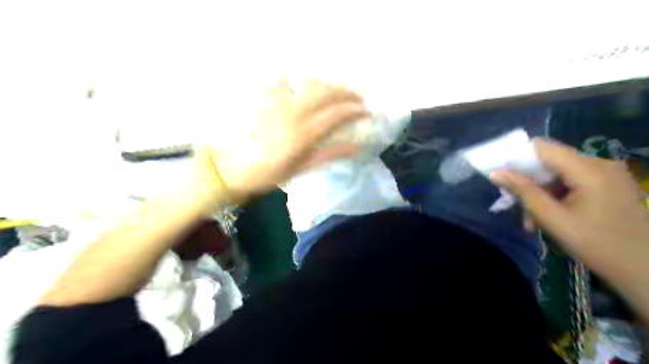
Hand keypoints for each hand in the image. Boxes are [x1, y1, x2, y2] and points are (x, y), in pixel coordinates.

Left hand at [204, 80, 369, 202]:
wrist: (232, 169)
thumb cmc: (269, 174)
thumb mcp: (302, 168)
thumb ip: (330, 154)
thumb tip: (357, 147)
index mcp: (304, 133)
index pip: (337, 114)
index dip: (356, 111)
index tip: (368, 112)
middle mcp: (294, 112)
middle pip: (327, 92)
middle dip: (347, 92)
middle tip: (358, 99)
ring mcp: (279, 103)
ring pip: (309, 84)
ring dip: (328, 85)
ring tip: (337, 93)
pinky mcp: (266, 100)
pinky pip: (283, 82)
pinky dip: (294, 81)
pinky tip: (297, 86)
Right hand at [489, 139, 648, 289]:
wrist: (644, 270)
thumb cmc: (597, 245)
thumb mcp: (552, 218)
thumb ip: (523, 191)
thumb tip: (495, 173)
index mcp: (589, 169)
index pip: (541, 147)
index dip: (516, 157)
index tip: (499, 173)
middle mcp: (599, 163)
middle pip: (549, 160)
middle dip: (528, 181)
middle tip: (516, 205)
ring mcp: (607, 173)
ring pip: (558, 173)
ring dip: (540, 193)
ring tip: (533, 221)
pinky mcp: (609, 184)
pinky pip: (572, 181)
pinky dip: (556, 195)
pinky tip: (550, 216)